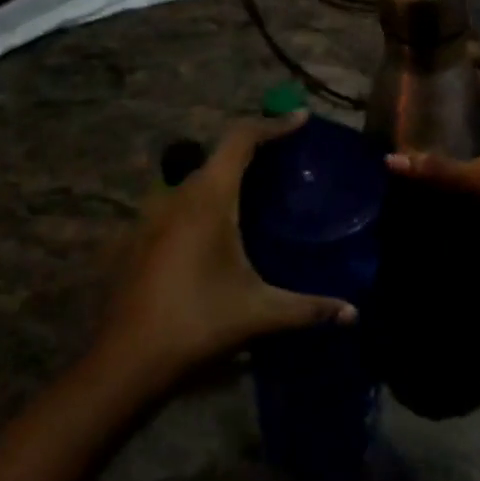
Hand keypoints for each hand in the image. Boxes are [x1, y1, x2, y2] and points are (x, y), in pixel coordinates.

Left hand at [96, 113, 356, 385]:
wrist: (125, 363)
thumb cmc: (197, 323)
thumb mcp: (259, 314)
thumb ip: (308, 308)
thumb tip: (354, 314)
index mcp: (209, 197)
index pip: (242, 139)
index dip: (273, 124)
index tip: (301, 118)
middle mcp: (178, 194)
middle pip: (220, 154)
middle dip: (254, 149)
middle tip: (286, 158)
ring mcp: (153, 215)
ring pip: (197, 179)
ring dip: (227, 177)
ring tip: (258, 192)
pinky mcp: (140, 237)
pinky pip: (180, 202)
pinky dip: (206, 201)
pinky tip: (220, 231)